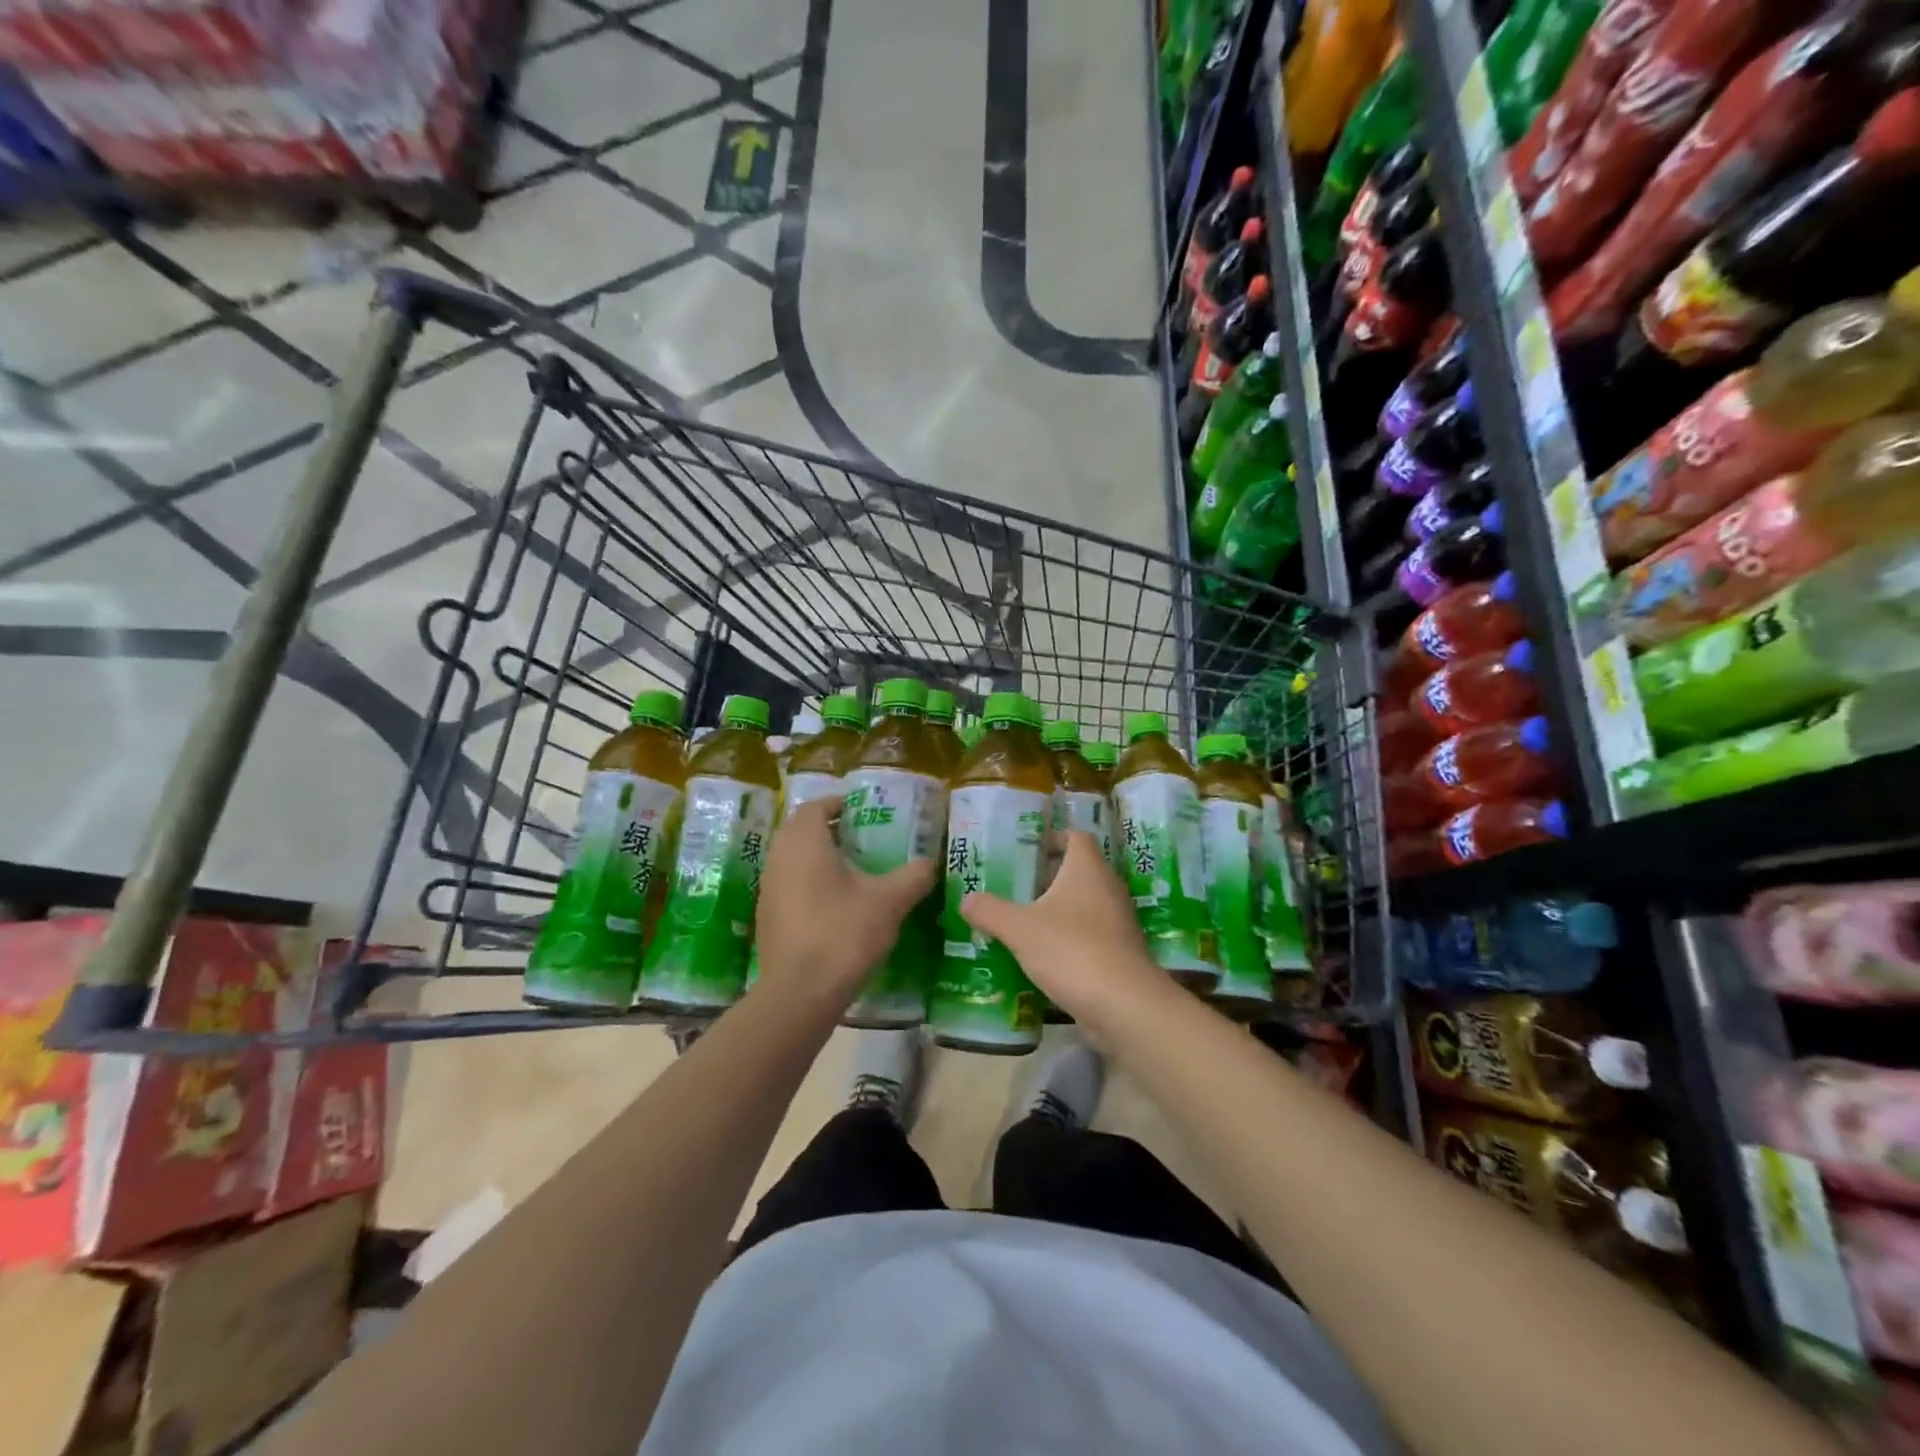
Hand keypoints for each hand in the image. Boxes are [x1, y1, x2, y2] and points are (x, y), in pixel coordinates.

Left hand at [753, 796, 936, 1008]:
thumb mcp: (889, 902)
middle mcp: (779, 858)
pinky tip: (834, 905)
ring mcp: (768, 889)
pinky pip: (788, 886)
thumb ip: (913, 876)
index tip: (860, 810)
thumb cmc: (843, 934)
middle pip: (800, 830)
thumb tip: (929, 863)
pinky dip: (808, 884)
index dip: (837, 803)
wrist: (800, 994)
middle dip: (827, 829)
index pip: (814, 806)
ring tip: (851, 870)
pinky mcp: (767, 918)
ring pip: (792, 859)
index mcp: (804, 842)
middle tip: (860, 837)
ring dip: (816, 857)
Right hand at [959, 831, 1168, 1031]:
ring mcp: (1118, 921)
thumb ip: (990, 911)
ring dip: (1059, 910)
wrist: (1124, 1005)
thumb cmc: (1071, 950)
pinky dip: (1070, 938)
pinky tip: (1045, 955)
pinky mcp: (1121, 952)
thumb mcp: (1019, 929)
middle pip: (1079, 870)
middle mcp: (1108, 887)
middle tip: (1016, 887)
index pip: (1076, 836)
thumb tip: (966, 900)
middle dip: (1049, 877)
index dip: (1053, 837)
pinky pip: (1092, 933)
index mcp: (1087, 869)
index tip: (1027, 850)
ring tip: (1024, 921)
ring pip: (1086, 904)